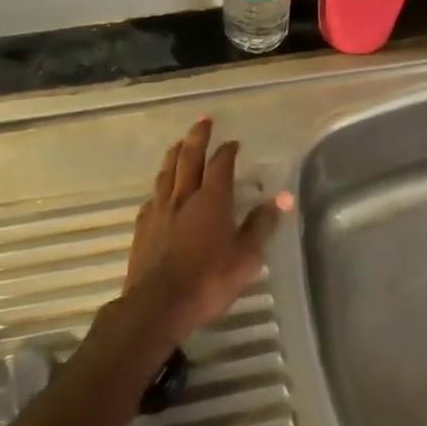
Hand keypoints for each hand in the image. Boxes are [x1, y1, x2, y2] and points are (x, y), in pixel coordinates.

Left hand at [122, 118, 288, 342]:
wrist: (157, 306)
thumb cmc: (208, 281)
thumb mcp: (245, 257)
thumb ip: (262, 225)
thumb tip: (283, 197)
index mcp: (212, 200)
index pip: (220, 164)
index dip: (227, 150)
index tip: (233, 141)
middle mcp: (184, 197)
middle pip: (189, 158)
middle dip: (197, 136)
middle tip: (203, 119)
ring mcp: (160, 210)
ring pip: (167, 172)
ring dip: (175, 154)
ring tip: (179, 143)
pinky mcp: (143, 227)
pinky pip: (153, 197)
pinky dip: (161, 186)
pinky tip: (161, 191)